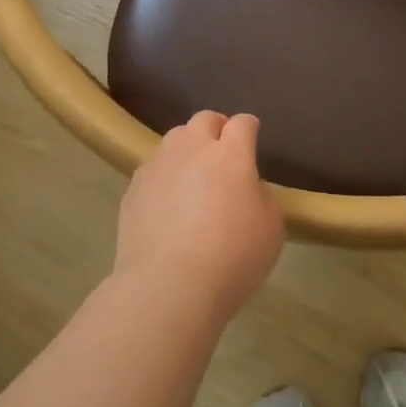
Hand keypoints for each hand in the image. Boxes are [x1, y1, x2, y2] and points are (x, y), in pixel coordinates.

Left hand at [114, 111, 284, 313]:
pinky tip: (169, 203)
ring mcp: (158, 167)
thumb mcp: (271, 229)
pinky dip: (165, 176)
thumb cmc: (232, 258)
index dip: (249, 129)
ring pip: (174, 140)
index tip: (252, 138)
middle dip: (216, 129)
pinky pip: (153, 169)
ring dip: (188, 149)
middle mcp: (192, 150)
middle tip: (223, 154)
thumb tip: (247, 186)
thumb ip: (262, 196)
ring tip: (193, 176)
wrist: (169, 286)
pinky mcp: (133, 188)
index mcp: (230, 155)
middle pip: (204, 120)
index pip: (242, 123)